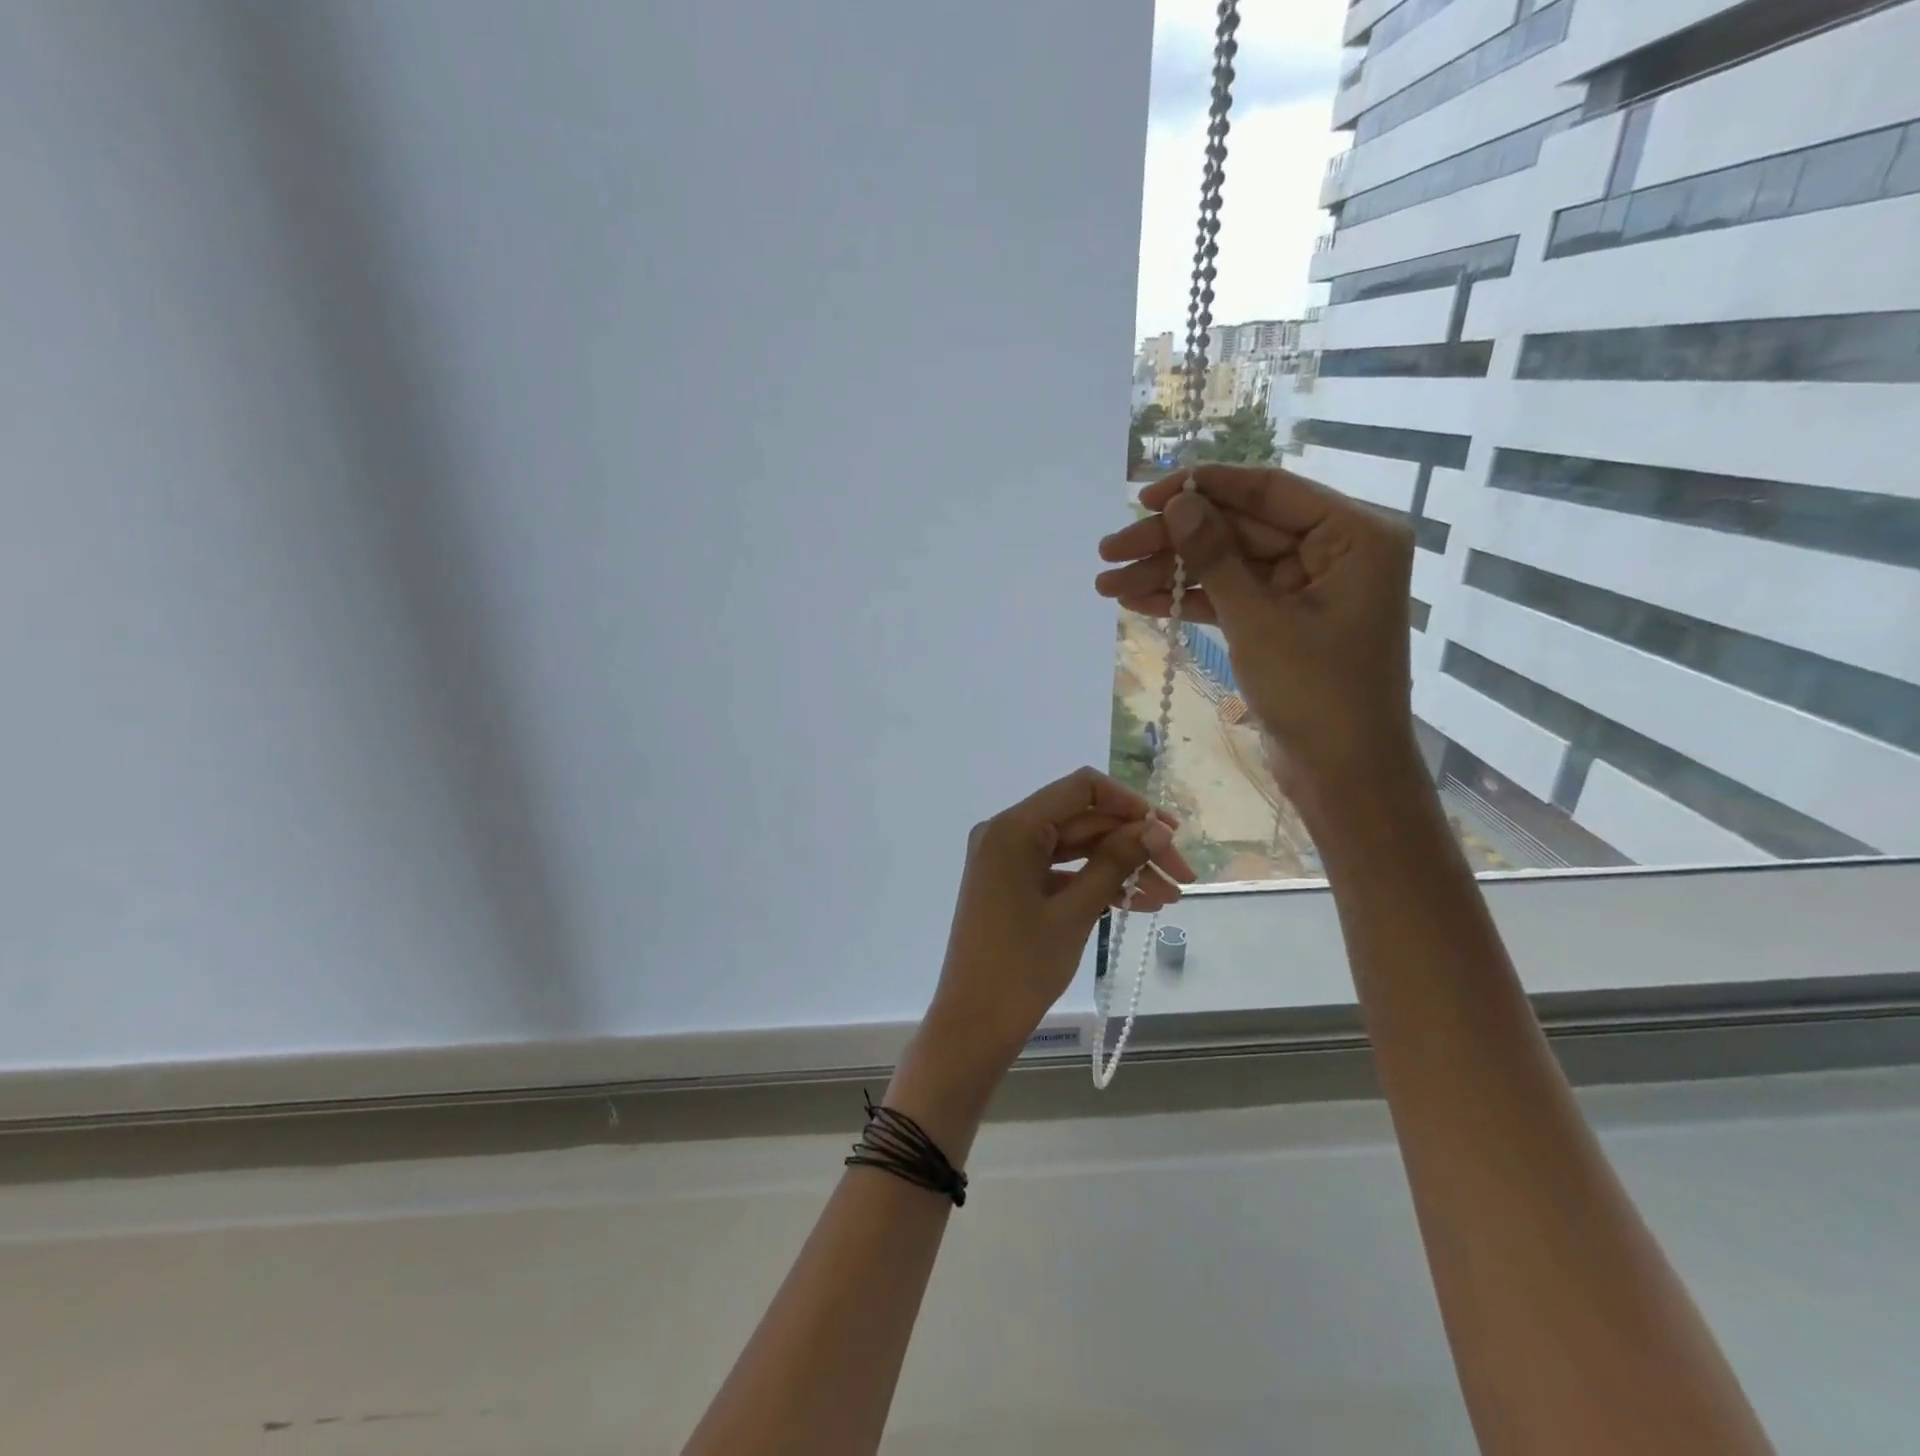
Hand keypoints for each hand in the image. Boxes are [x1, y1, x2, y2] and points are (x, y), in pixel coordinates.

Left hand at [922, 767, 1192, 1075]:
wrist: (974, 1025)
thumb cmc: (1021, 967)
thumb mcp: (1075, 912)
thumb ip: (1116, 862)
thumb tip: (1156, 828)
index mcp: (1013, 828)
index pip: (1081, 788)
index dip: (1130, 803)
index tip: (1168, 832)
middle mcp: (1007, 833)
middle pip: (1082, 820)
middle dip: (1134, 843)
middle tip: (1182, 874)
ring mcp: (1008, 860)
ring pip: (1076, 848)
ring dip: (1122, 866)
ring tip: (1170, 895)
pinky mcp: (1013, 885)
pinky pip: (1062, 871)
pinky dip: (1096, 883)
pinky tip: (1138, 903)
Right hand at [1094, 464, 1417, 812]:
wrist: (1344, 775)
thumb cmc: (1316, 694)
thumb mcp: (1259, 621)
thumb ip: (1216, 557)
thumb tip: (1178, 503)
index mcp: (1353, 534)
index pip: (1267, 491)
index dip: (1202, 489)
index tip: (1144, 497)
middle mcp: (1334, 550)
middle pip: (1238, 529)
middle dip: (1172, 541)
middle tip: (1108, 550)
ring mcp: (1306, 587)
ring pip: (1227, 564)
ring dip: (1169, 573)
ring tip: (1106, 584)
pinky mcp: (1283, 619)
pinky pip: (1230, 596)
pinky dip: (1188, 600)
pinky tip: (1137, 601)